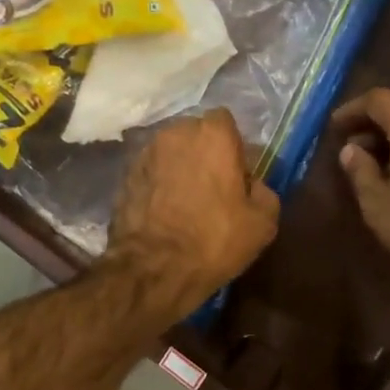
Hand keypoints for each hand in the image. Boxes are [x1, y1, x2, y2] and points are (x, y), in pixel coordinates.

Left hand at [107, 110, 279, 314]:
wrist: (153, 268)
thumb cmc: (214, 240)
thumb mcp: (262, 222)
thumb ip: (264, 191)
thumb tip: (253, 184)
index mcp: (212, 135)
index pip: (225, 121)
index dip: (233, 145)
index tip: (237, 172)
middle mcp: (175, 133)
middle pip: (195, 133)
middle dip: (205, 152)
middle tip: (214, 186)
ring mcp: (145, 153)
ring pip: (171, 151)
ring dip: (180, 166)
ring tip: (187, 200)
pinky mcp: (125, 175)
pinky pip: (151, 171)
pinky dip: (159, 183)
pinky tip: (165, 210)